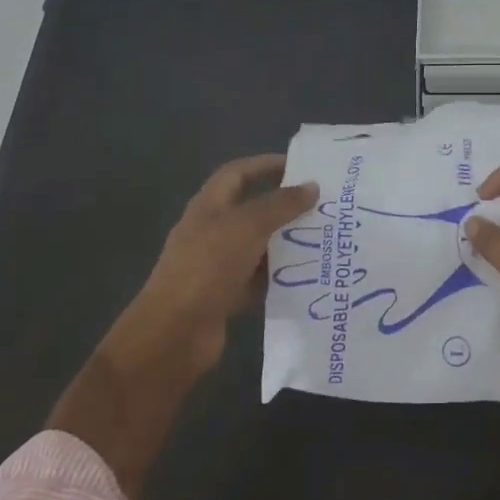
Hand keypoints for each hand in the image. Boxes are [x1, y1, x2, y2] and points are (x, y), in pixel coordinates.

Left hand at [116, 154, 318, 380]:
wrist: (174, 334)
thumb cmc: (207, 267)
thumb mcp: (247, 227)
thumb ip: (281, 205)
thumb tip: (312, 186)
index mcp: (209, 206)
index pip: (238, 173)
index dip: (266, 165)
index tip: (302, 166)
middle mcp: (212, 231)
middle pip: (252, 209)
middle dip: (286, 206)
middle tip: (323, 206)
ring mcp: (218, 265)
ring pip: (259, 246)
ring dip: (287, 243)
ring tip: (325, 239)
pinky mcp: (226, 295)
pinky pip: (259, 279)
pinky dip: (280, 276)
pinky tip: (308, 276)